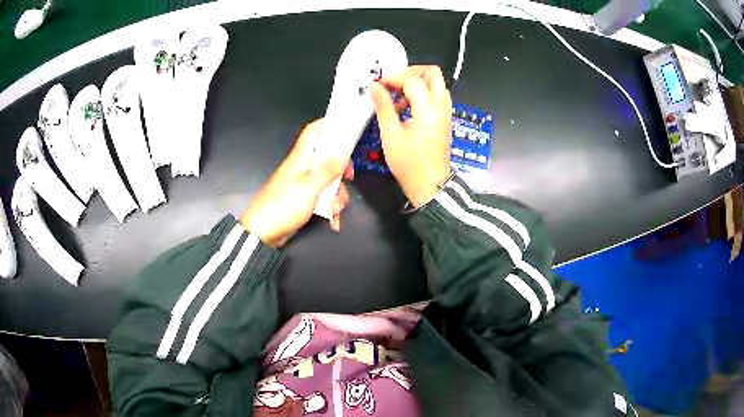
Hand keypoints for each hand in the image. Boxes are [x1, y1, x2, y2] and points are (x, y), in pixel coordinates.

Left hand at [239, 120, 353, 247]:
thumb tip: (343, 154)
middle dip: (341, 169)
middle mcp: (302, 167)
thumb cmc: (283, 206)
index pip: (313, 131)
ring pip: (328, 180)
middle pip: (327, 158)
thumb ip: (327, 171)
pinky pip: (322, 198)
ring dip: (337, 195)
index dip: (328, 125)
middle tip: (349, 178)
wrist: (262, 233)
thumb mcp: (309, 188)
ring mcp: (303, 184)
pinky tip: (333, 220)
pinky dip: (329, 208)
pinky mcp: (303, 199)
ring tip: (335, 210)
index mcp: (301, 157)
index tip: (346, 130)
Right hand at [370, 65, 451, 206]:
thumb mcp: (390, 135)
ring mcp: (446, 112)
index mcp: (428, 109)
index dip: (393, 77)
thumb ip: (383, 107)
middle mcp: (441, 106)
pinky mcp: (445, 119)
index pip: (413, 79)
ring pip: (436, 84)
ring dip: (417, 83)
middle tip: (394, 82)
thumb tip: (374, 87)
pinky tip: (407, 108)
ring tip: (397, 98)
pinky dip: (423, 94)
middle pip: (433, 73)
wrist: (430, 185)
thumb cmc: (409, 163)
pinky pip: (436, 96)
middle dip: (411, 72)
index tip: (378, 85)